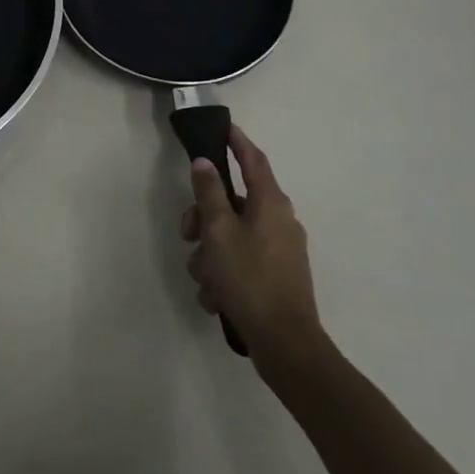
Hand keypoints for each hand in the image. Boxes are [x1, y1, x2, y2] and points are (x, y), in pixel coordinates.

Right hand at [181, 125, 327, 377]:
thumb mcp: (219, 232)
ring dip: (211, 254)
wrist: (286, 345)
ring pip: (232, 236)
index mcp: (270, 202)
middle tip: (188, 235)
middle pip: (233, 202)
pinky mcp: (276, 277)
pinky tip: (215, 298)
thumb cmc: (250, 279)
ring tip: (204, 280)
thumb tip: (205, 162)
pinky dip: (224, 275)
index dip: (236, 141)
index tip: (222, 127)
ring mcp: (280, 250)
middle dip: (205, 217)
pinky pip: (242, 262)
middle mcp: (279, 220)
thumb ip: (209, 193)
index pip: (253, 158)